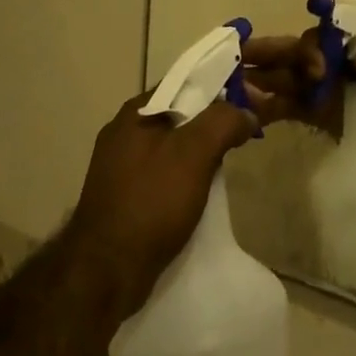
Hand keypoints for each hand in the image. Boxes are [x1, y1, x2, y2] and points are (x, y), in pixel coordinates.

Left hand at [66, 91, 258, 321]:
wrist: (105, 274)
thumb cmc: (150, 202)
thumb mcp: (194, 153)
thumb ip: (224, 122)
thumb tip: (246, 113)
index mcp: (136, 112)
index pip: (186, 81)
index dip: (221, 85)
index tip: (251, 98)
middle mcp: (125, 132)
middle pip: (181, 112)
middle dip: (214, 119)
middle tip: (245, 131)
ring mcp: (121, 166)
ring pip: (174, 144)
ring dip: (202, 149)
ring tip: (230, 159)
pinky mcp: (125, 196)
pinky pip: (165, 172)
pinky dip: (187, 174)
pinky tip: (205, 189)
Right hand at [238, 29, 355, 136]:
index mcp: (339, 39)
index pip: (312, 40)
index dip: (306, 50)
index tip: (318, 70)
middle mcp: (322, 59)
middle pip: (285, 56)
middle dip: (260, 58)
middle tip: (235, 66)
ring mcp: (317, 87)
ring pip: (279, 81)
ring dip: (257, 85)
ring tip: (229, 93)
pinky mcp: (315, 113)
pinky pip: (285, 107)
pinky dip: (265, 109)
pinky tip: (245, 117)